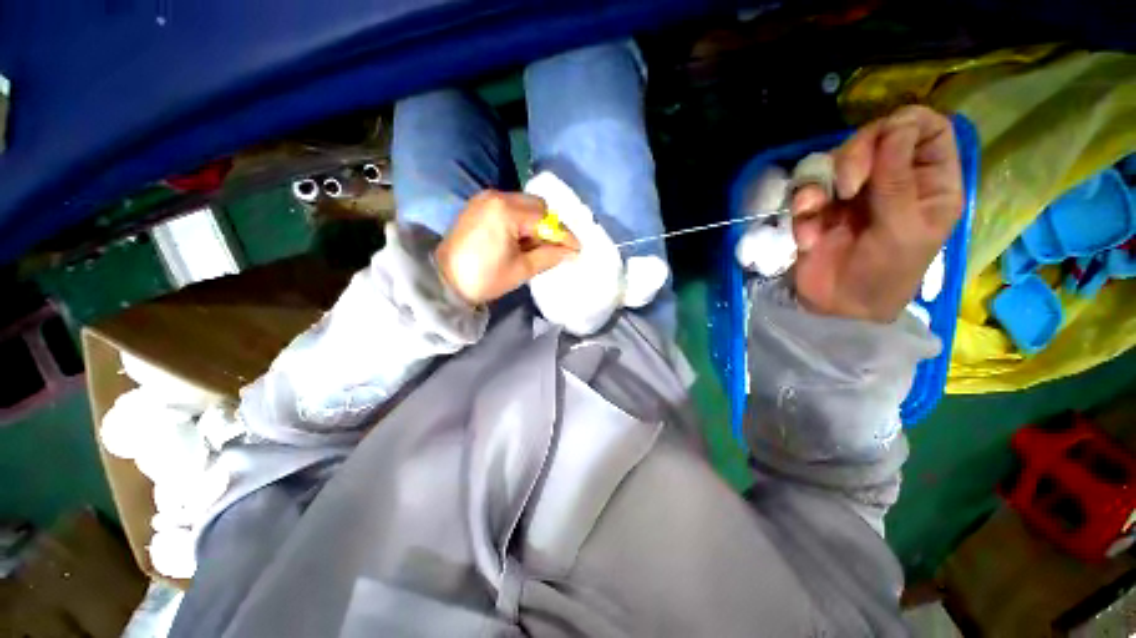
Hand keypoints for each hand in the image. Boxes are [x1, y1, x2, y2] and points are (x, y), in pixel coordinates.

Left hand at [436, 190, 578, 305]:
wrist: (444, 281)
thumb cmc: (484, 278)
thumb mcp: (522, 269)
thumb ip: (550, 256)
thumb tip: (572, 251)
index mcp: (506, 211)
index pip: (546, 218)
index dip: (564, 235)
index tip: (577, 248)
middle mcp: (496, 196)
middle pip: (537, 205)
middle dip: (550, 226)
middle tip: (556, 248)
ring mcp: (485, 198)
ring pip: (524, 204)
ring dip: (536, 222)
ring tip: (537, 246)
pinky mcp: (478, 205)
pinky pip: (509, 207)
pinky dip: (521, 220)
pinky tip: (522, 239)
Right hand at [791, 105, 962, 322]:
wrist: (838, 308)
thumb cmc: (884, 274)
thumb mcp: (902, 230)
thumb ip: (899, 180)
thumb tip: (896, 128)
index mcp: (929, 183)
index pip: (928, 128)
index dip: (904, 126)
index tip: (883, 146)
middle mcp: (892, 180)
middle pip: (876, 136)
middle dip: (856, 154)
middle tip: (847, 186)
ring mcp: (853, 194)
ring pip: (836, 158)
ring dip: (821, 182)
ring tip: (816, 211)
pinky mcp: (820, 208)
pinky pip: (806, 190)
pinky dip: (802, 208)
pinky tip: (807, 236)